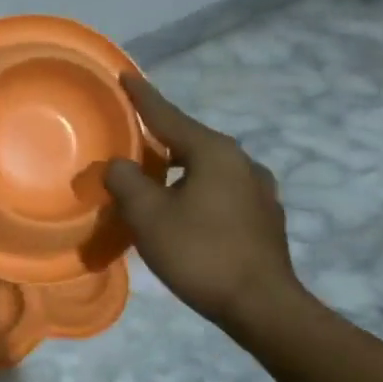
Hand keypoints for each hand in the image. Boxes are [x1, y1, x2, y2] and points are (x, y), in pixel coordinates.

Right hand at [104, 74, 304, 332]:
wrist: (261, 305)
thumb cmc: (200, 253)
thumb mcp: (148, 215)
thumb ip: (126, 181)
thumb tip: (117, 164)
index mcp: (214, 152)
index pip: (168, 116)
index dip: (143, 97)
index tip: (126, 75)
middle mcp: (242, 161)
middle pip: (191, 140)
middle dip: (161, 137)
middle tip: (134, 135)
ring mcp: (259, 190)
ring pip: (208, 166)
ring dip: (180, 166)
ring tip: (157, 175)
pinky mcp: (265, 217)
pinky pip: (222, 189)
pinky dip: (198, 188)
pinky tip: (188, 207)